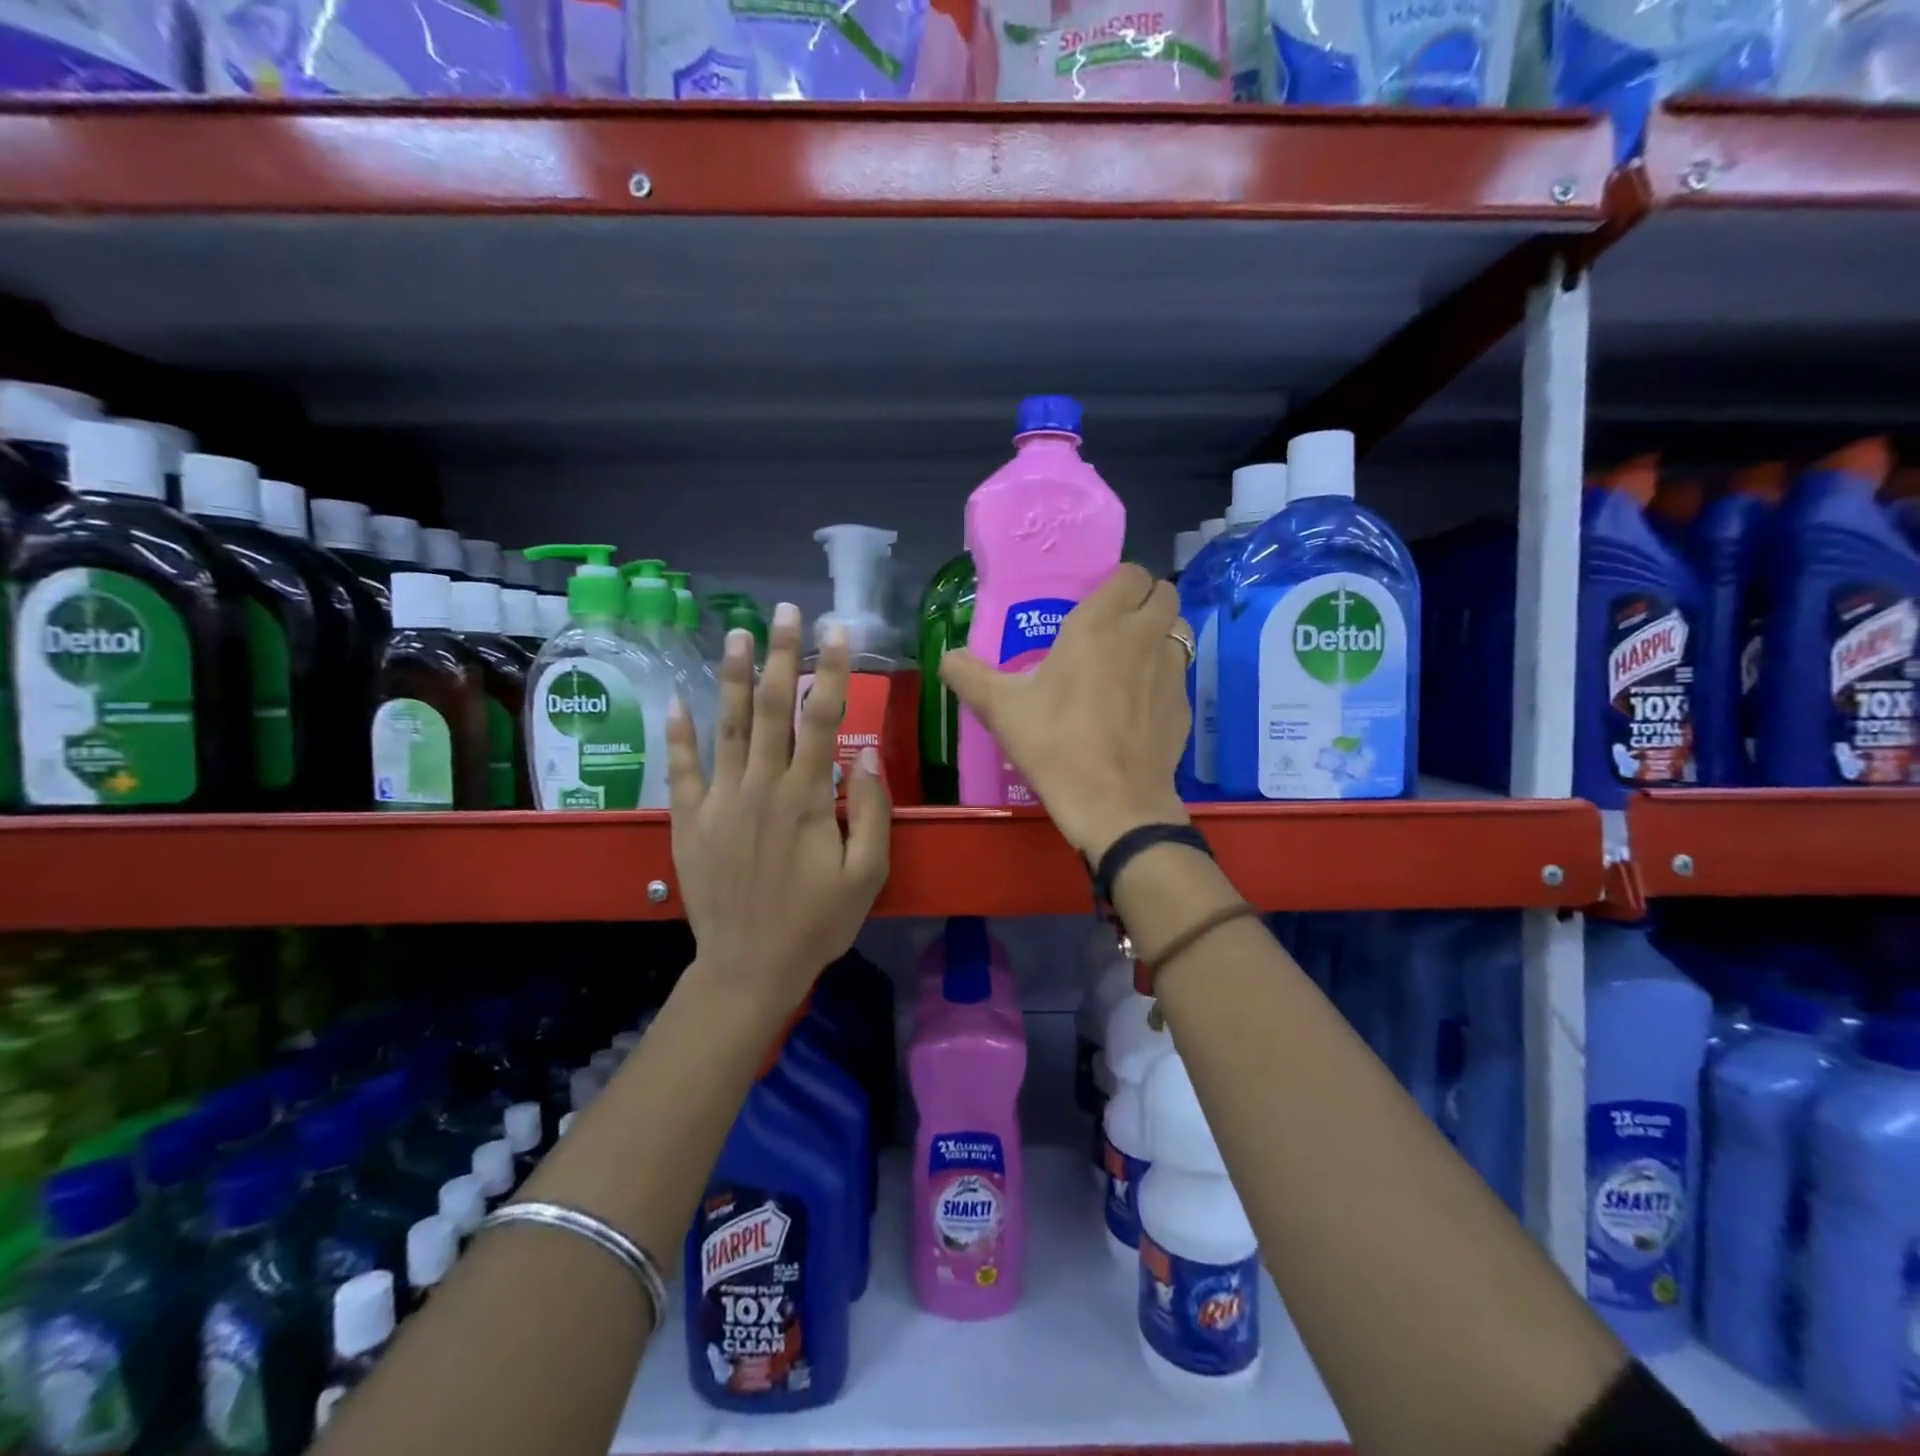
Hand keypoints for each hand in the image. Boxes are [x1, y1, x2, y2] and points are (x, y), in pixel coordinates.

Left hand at [665, 605, 890, 1008]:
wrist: (750, 967)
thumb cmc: (817, 922)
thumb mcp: (867, 874)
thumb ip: (871, 811)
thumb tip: (864, 755)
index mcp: (807, 798)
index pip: (822, 719)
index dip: (831, 671)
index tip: (837, 630)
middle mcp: (761, 787)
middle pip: (770, 709)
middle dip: (780, 655)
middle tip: (784, 611)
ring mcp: (720, 801)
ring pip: (726, 726)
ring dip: (731, 676)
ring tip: (735, 632)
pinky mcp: (690, 820)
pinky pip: (682, 769)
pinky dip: (679, 734)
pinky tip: (676, 700)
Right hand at [939, 564, 1190, 859]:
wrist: (1114, 803)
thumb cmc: (1055, 744)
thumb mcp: (1001, 709)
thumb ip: (969, 676)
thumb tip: (947, 658)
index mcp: (1100, 624)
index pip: (1131, 573)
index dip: (1117, 583)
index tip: (1094, 604)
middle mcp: (1143, 636)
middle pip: (1164, 592)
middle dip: (1143, 601)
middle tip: (1113, 627)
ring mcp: (1172, 670)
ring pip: (1178, 629)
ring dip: (1160, 633)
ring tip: (1131, 659)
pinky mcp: (1184, 705)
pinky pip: (1179, 673)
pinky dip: (1163, 677)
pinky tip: (1138, 706)